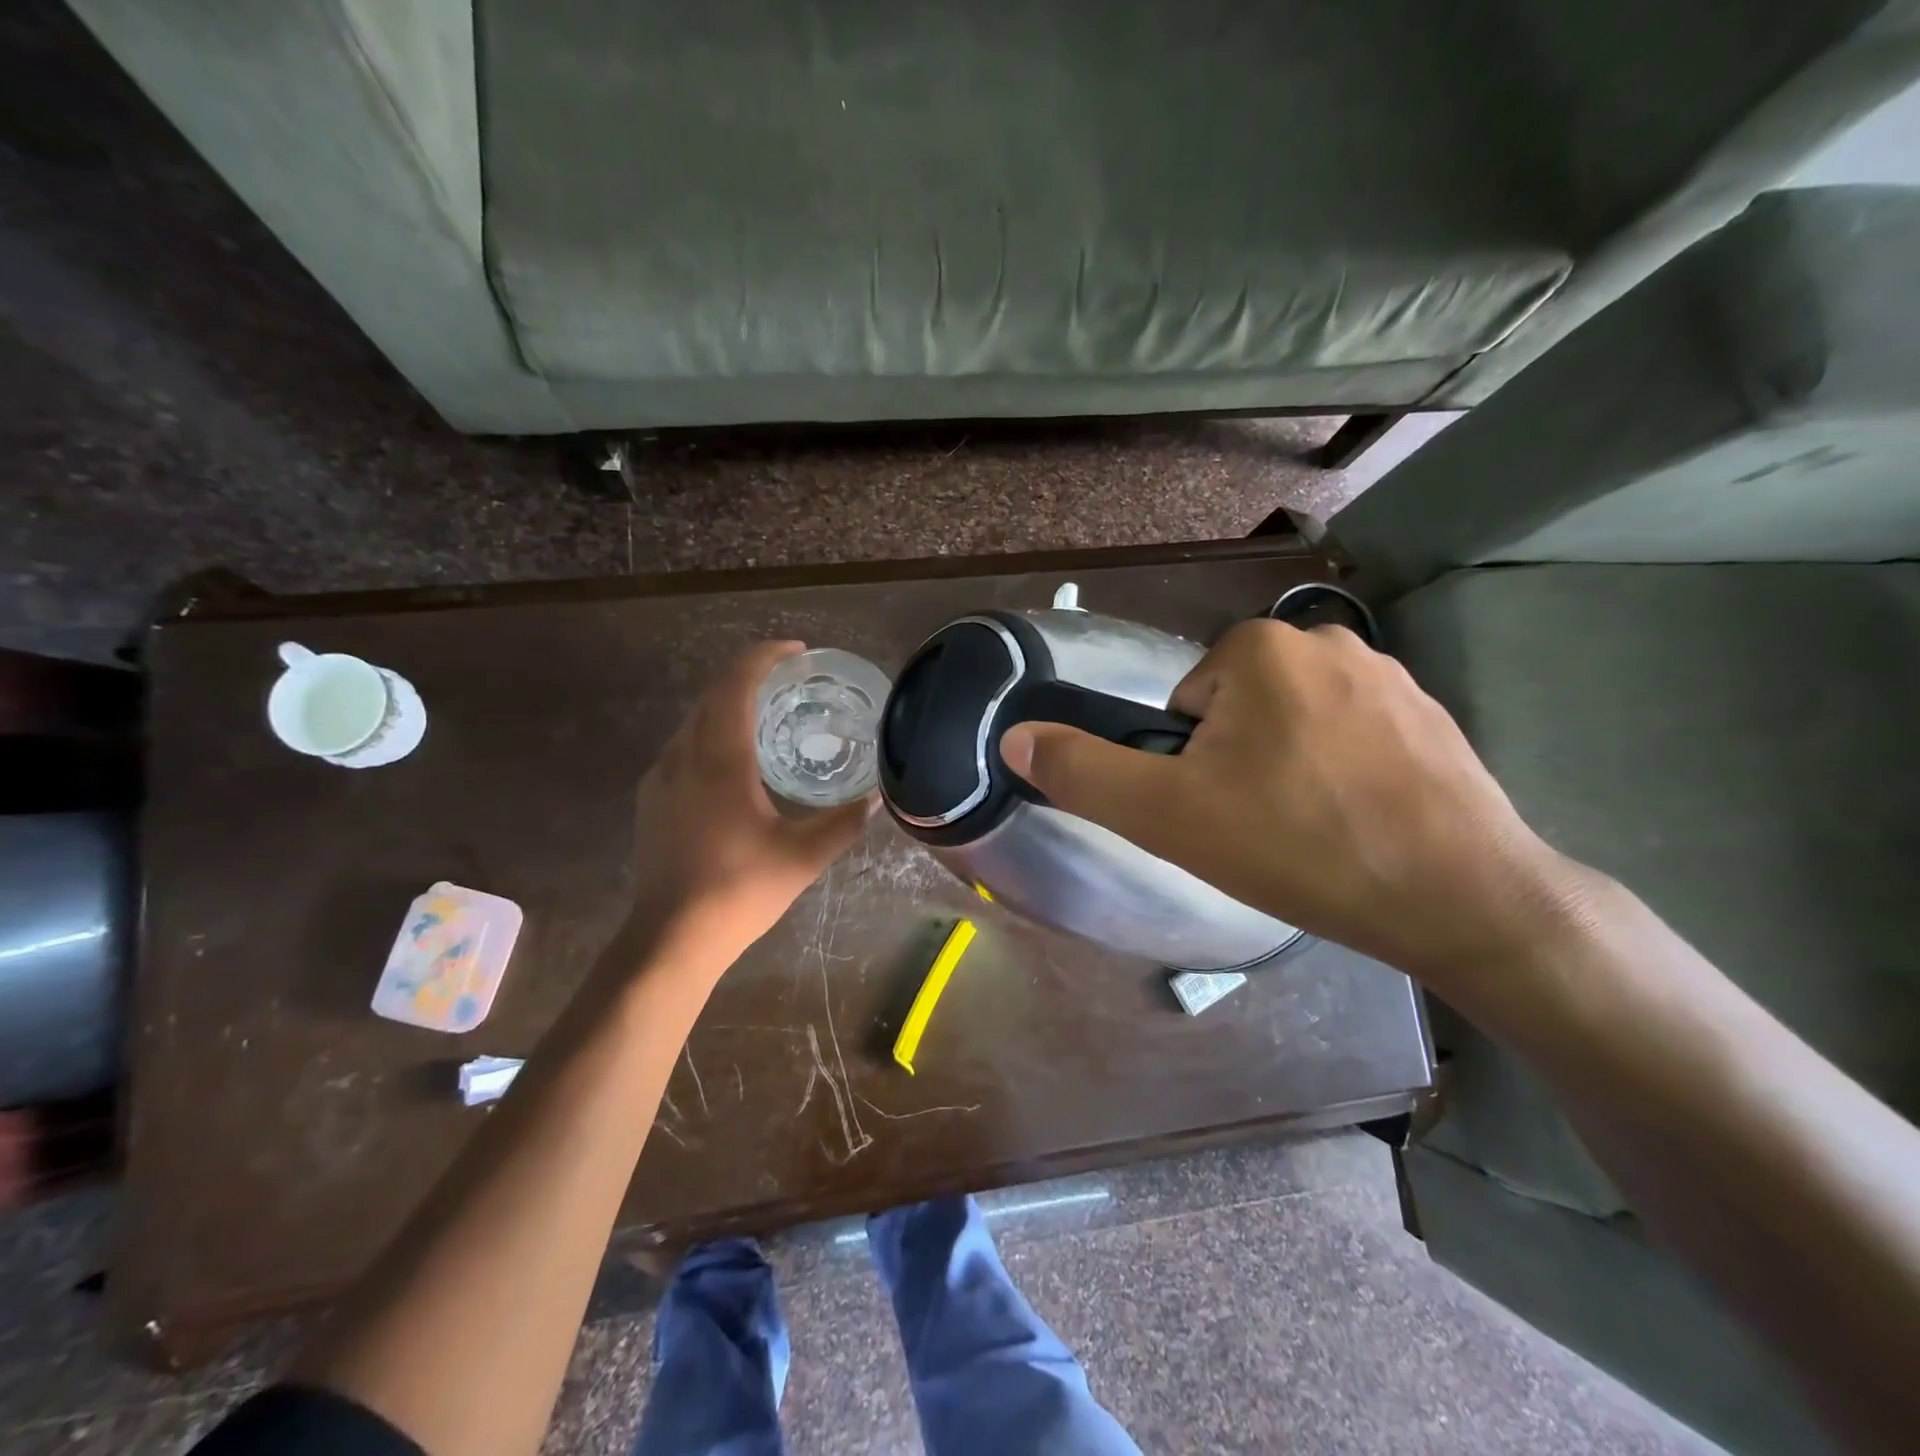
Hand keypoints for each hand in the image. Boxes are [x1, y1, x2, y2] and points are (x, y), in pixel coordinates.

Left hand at [629, 641, 870, 968]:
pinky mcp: (651, 800)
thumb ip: (843, 822)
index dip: (765, 656)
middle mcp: (683, 756)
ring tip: (768, 717)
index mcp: (720, 759)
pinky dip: (712, 734)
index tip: (798, 652)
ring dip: (728, 706)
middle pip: (712, 694)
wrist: (671, 938)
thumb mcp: (803, 857)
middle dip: (749, 676)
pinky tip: (734, 764)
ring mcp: (660, 778)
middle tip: (791, 682)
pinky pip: (683, 747)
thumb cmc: (740, 890)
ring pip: (694, 720)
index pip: (736, 683)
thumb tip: (875, 798)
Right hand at [998, 618, 1584, 999]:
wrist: (1462, 898)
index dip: (1191, 766)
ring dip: (1288, 771)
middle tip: (1264, 827)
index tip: (1223, 811)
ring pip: (1292, 726)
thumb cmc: (1297, 845)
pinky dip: (1342, 775)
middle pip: (1237, 712)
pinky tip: (1362, 824)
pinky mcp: (1433, 715)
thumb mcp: (1166, 815)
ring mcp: (1389, 674)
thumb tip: (1014, 737)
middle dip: (1238, 764)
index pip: (1185, 706)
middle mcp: (1325, 639)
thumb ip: (1081, 772)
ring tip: (1314, 831)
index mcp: (1258, 647)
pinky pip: (1351, 738)